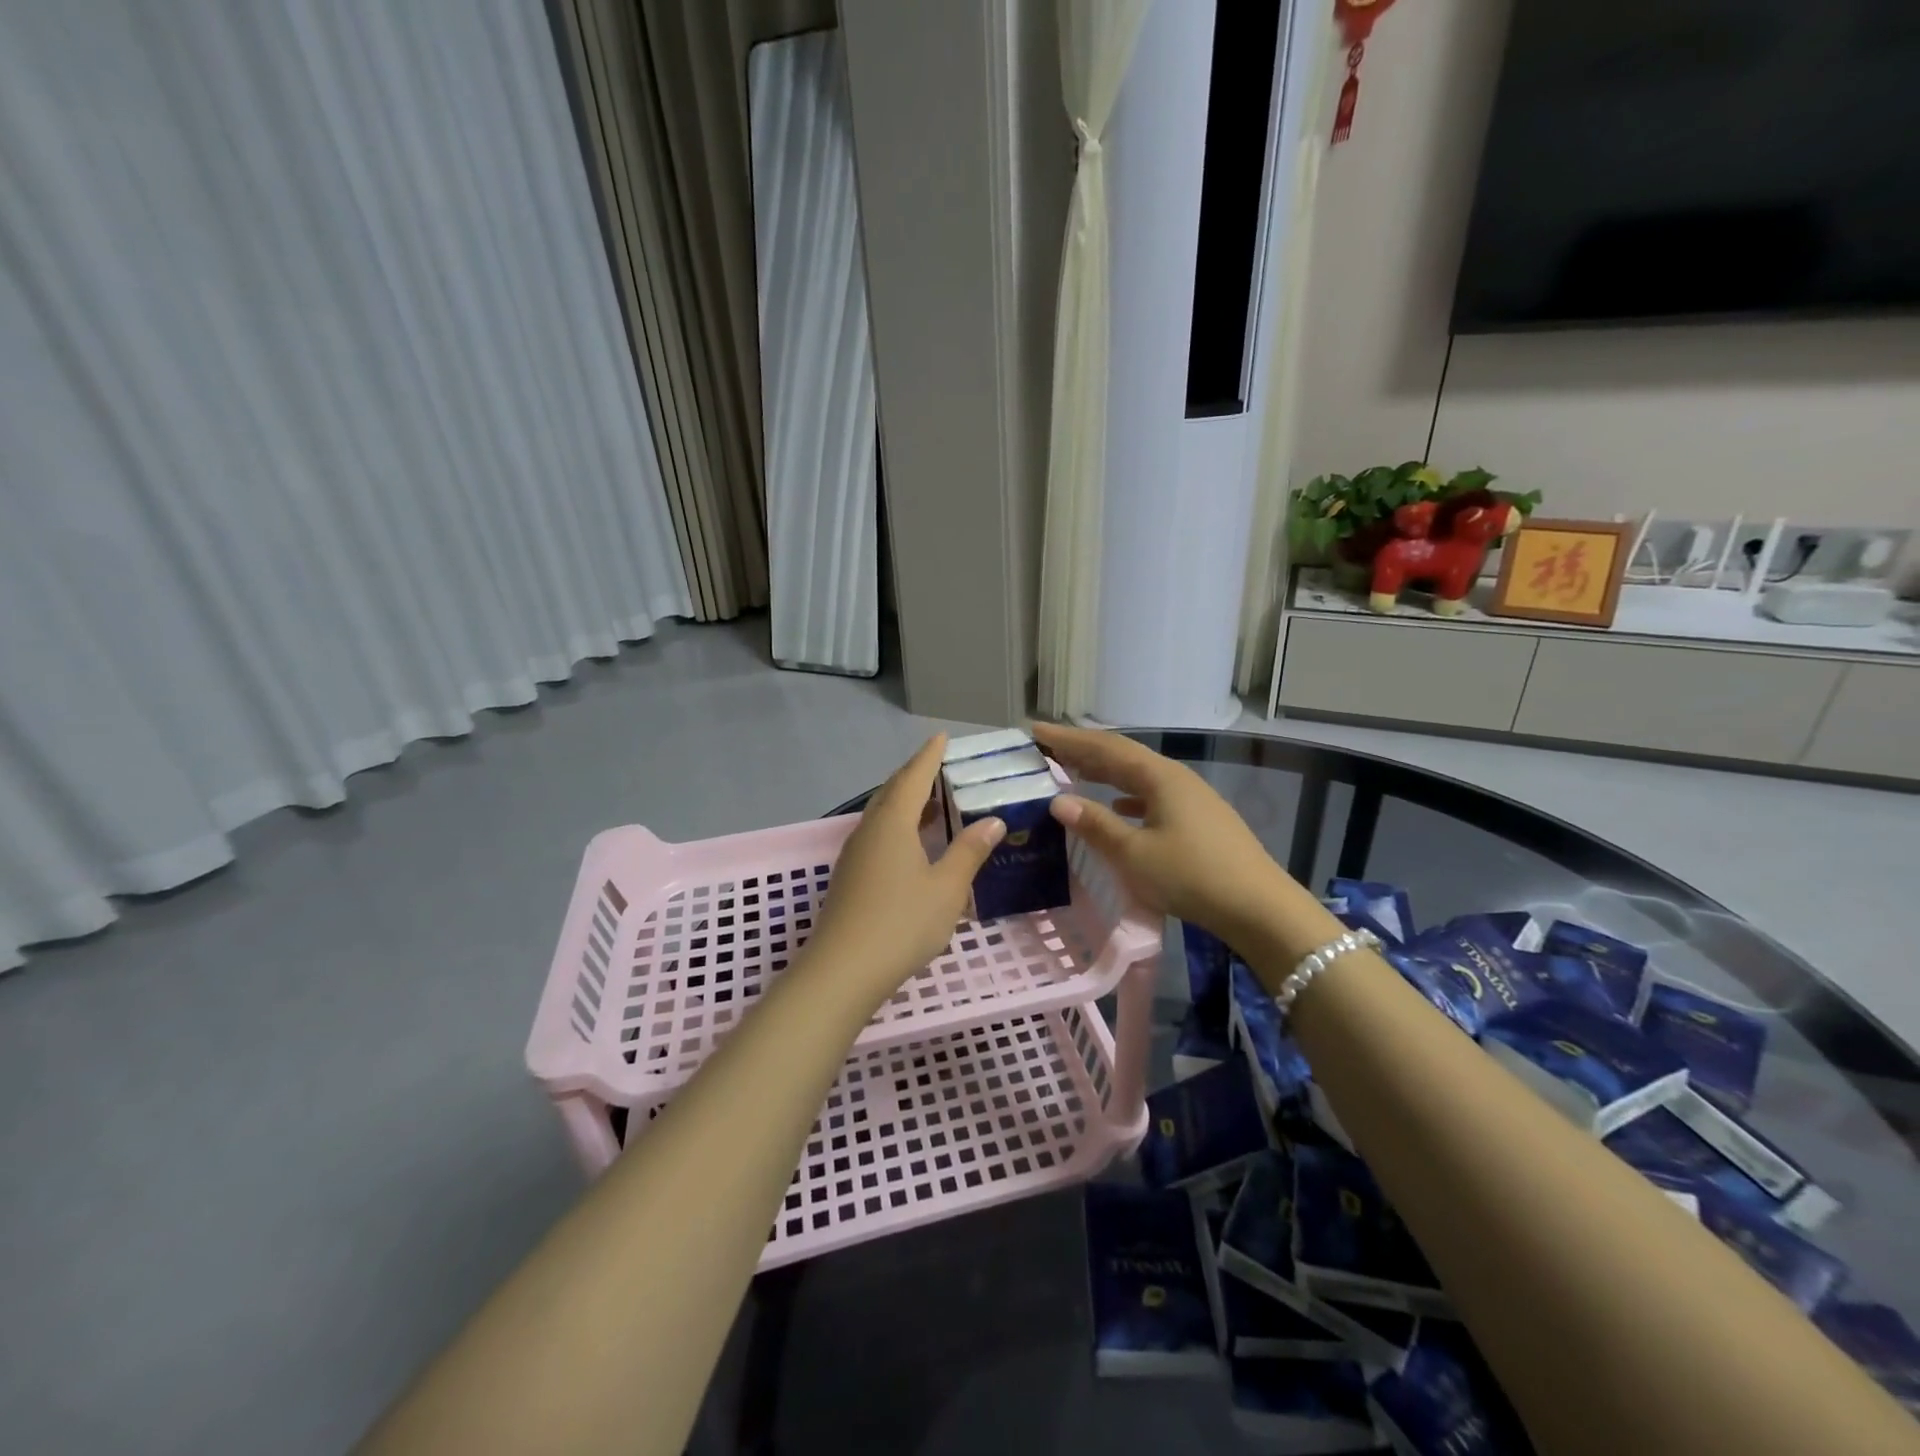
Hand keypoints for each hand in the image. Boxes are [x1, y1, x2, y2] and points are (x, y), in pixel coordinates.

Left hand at [799, 735, 1004, 1014]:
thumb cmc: (901, 923)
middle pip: (892, 791)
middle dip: (916, 775)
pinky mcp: (850, 877)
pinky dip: (898, 826)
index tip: (942, 736)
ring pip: (882, 815)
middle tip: (941, 766)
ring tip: (933, 801)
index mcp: (892, 824)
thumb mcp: (946, 888)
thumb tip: (993, 820)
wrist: (842, 971)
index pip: (913, 777)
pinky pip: (877, 835)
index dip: (929, 755)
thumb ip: (969, 851)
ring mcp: (855, 854)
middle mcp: (869, 830)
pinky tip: (913, 843)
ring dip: (906, 802)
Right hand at [1033, 723, 1297, 944]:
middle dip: (1084, 750)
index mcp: (1159, 777)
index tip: (1035, 730)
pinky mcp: (1199, 820)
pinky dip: (1127, 796)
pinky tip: (1118, 807)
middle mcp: (1175, 778)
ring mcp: (1191, 798)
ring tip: (1075, 771)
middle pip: (1122, 756)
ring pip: (1138, 776)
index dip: (1068, 738)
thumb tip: (1058, 801)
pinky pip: (1152, 796)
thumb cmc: (1191, 876)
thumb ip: (1096, 825)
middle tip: (1048, 747)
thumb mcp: (1135, 854)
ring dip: (1105, 772)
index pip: (1105, 747)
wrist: (1259, 908)